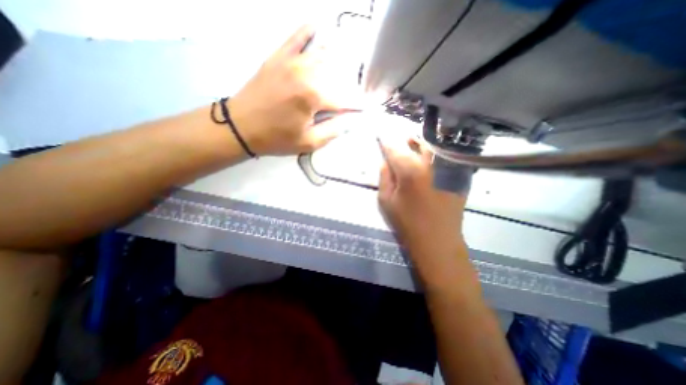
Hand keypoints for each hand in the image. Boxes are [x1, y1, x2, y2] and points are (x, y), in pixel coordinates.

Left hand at [227, 25, 356, 154]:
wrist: (241, 126)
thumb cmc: (276, 138)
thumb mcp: (308, 143)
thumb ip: (332, 131)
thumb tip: (348, 120)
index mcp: (314, 97)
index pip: (344, 100)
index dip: (355, 106)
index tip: (362, 109)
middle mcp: (306, 73)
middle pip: (336, 74)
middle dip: (346, 84)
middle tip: (348, 94)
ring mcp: (291, 62)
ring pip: (321, 54)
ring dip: (336, 58)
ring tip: (346, 61)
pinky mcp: (278, 58)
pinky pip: (295, 38)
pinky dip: (307, 32)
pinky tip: (316, 27)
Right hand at [378, 137, 468, 259]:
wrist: (438, 242)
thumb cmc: (407, 223)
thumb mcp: (386, 201)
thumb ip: (384, 177)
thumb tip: (386, 161)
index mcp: (410, 170)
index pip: (394, 148)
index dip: (386, 140)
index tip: (381, 134)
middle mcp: (431, 163)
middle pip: (417, 140)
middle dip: (406, 138)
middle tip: (400, 141)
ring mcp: (447, 168)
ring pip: (433, 146)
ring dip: (421, 143)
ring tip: (413, 146)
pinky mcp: (458, 175)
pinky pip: (445, 157)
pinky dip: (435, 153)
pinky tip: (429, 160)